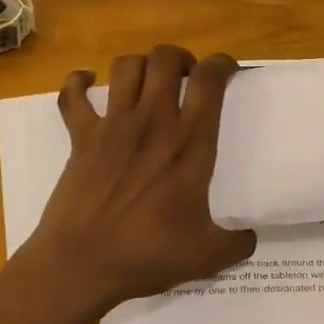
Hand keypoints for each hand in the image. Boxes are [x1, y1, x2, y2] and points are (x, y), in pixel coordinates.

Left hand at [25, 45, 256, 312]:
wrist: (81, 264)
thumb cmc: (146, 255)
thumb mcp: (205, 257)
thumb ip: (236, 244)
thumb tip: (251, 237)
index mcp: (189, 143)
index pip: (209, 81)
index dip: (221, 64)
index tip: (227, 71)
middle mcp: (153, 122)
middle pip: (165, 59)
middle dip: (179, 58)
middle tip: (185, 77)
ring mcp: (113, 125)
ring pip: (125, 66)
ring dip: (139, 65)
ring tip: (147, 81)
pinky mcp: (81, 136)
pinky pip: (72, 95)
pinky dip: (78, 82)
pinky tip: (87, 84)